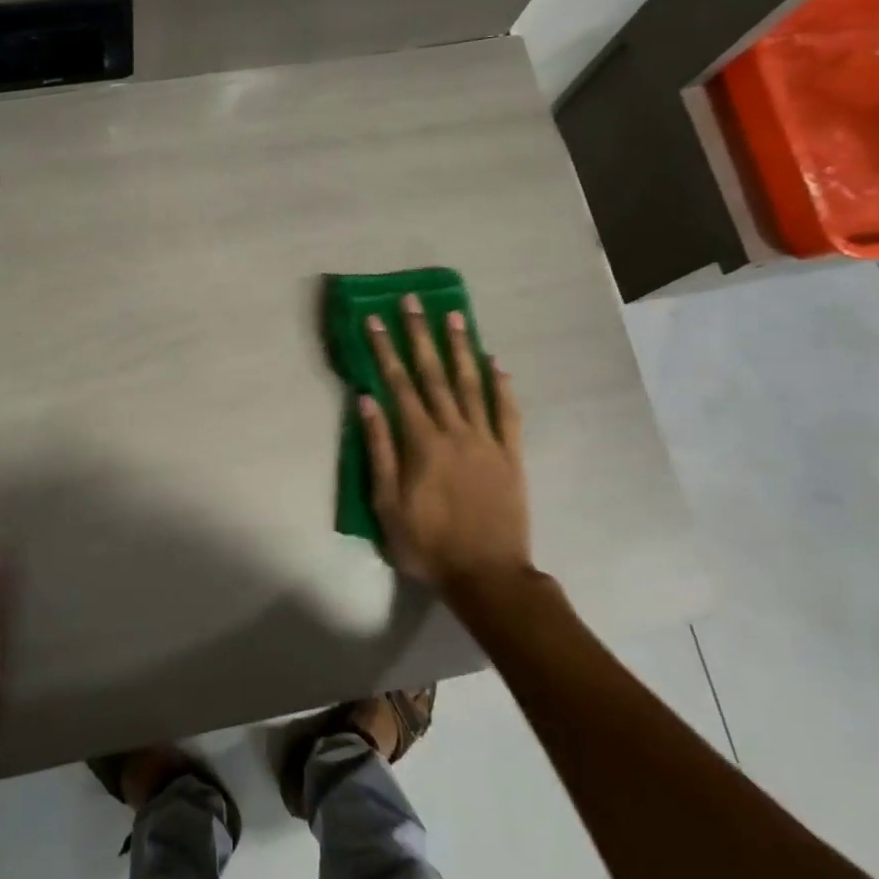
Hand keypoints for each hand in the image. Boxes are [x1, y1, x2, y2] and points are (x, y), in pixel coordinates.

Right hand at [359, 295, 533, 592]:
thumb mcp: (387, 504)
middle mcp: (455, 431)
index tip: (374, 320)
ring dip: (461, 348)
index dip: (385, 350)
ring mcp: (487, 441)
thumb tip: (367, 400)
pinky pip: (508, 413)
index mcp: (422, 443)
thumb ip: (379, 450)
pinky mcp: (511, 455)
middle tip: (413, 302)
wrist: (488, 576)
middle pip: (434, 375)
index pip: (398, 385)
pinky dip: (502, 386)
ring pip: (472, 385)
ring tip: (454, 316)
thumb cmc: (428, 544)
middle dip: (420, 335)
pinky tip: (496, 363)